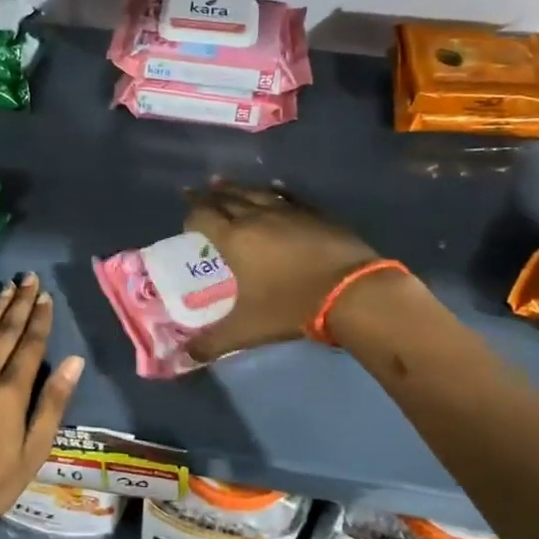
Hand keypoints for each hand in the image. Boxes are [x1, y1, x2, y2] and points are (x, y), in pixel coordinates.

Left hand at [0, 273, 84, 538]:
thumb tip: (74, 361)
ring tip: (5, 288)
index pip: (29, 344)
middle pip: (3, 331)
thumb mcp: (33, 451)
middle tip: (28, 279)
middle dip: (18, 303)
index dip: (38, 318)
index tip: (45, 296)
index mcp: (9, 392)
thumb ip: (52, 403)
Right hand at [183, 182, 382, 360]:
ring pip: (254, 191)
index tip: (187, 225)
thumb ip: (213, 342)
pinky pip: (286, 195)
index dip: (191, 217)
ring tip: (222, 182)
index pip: (202, 216)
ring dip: (235, 187)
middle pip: (225, 198)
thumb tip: (186, 356)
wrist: (352, 291)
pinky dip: (273, 190)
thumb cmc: (291, 306)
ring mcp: (287, 211)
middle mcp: (256, 216)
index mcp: (234, 238)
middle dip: (208, 196)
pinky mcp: (314, 213)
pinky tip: (274, 188)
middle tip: (196, 192)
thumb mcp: (247, 329)